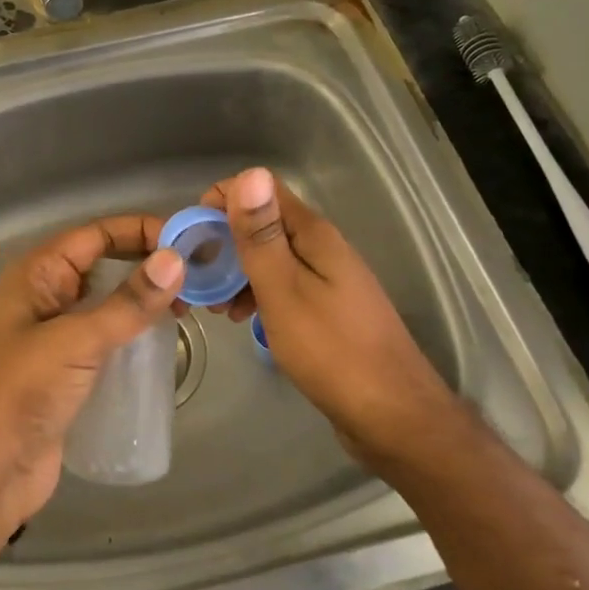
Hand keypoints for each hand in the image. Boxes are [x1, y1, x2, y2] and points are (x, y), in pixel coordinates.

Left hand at [0, 216, 184, 532]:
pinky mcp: (68, 369)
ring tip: (190, 306)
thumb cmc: (20, 394)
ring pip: (108, 301)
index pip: (96, 234)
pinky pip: (108, 336)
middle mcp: (46, 295)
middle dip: (148, 263)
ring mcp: (56, 333)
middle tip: (198, 275)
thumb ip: (127, 303)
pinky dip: (135, 332)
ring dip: (144, 299)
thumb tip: (176, 259)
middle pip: (104, 263)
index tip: (189, 241)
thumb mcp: (75, 342)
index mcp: (37, 274)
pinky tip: (165, 340)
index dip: (141, 231)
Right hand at [203, 168, 452, 467]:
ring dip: (238, 272)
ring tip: (217, 306)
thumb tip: (250, 172)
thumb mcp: (284, 290)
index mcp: (313, 234)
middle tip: (198, 278)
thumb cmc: (331, 351)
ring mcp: (328, 279)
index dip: (224, 201)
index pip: (263, 189)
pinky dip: (259, 294)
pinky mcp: (329, 308)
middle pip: (265, 223)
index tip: (194, 235)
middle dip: (226, 241)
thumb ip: (261, 235)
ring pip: (272, 257)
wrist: (394, 417)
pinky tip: (245, 320)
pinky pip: (285, 285)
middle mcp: (322, 247)